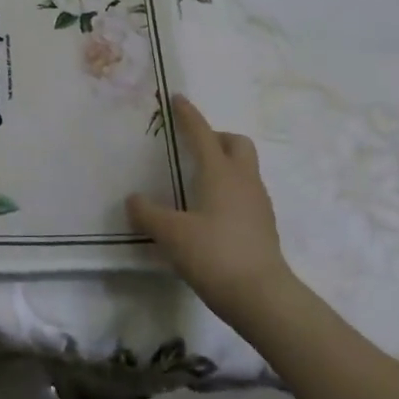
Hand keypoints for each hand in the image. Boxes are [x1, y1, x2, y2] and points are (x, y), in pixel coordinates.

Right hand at [128, 96, 298, 322]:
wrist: (264, 299)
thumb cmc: (215, 255)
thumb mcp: (171, 234)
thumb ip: (148, 214)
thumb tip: (134, 200)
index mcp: (220, 173)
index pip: (202, 134)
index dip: (189, 115)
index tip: (178, 99)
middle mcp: (243, 181)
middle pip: (237, 144)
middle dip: (217, 139)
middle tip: (193, 149)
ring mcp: (258, 205)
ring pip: (244, 170)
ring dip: (224, 166)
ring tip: (197, 183)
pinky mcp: (264, 228)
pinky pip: (246, 194)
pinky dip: (229, 192)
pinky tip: (210, 213)